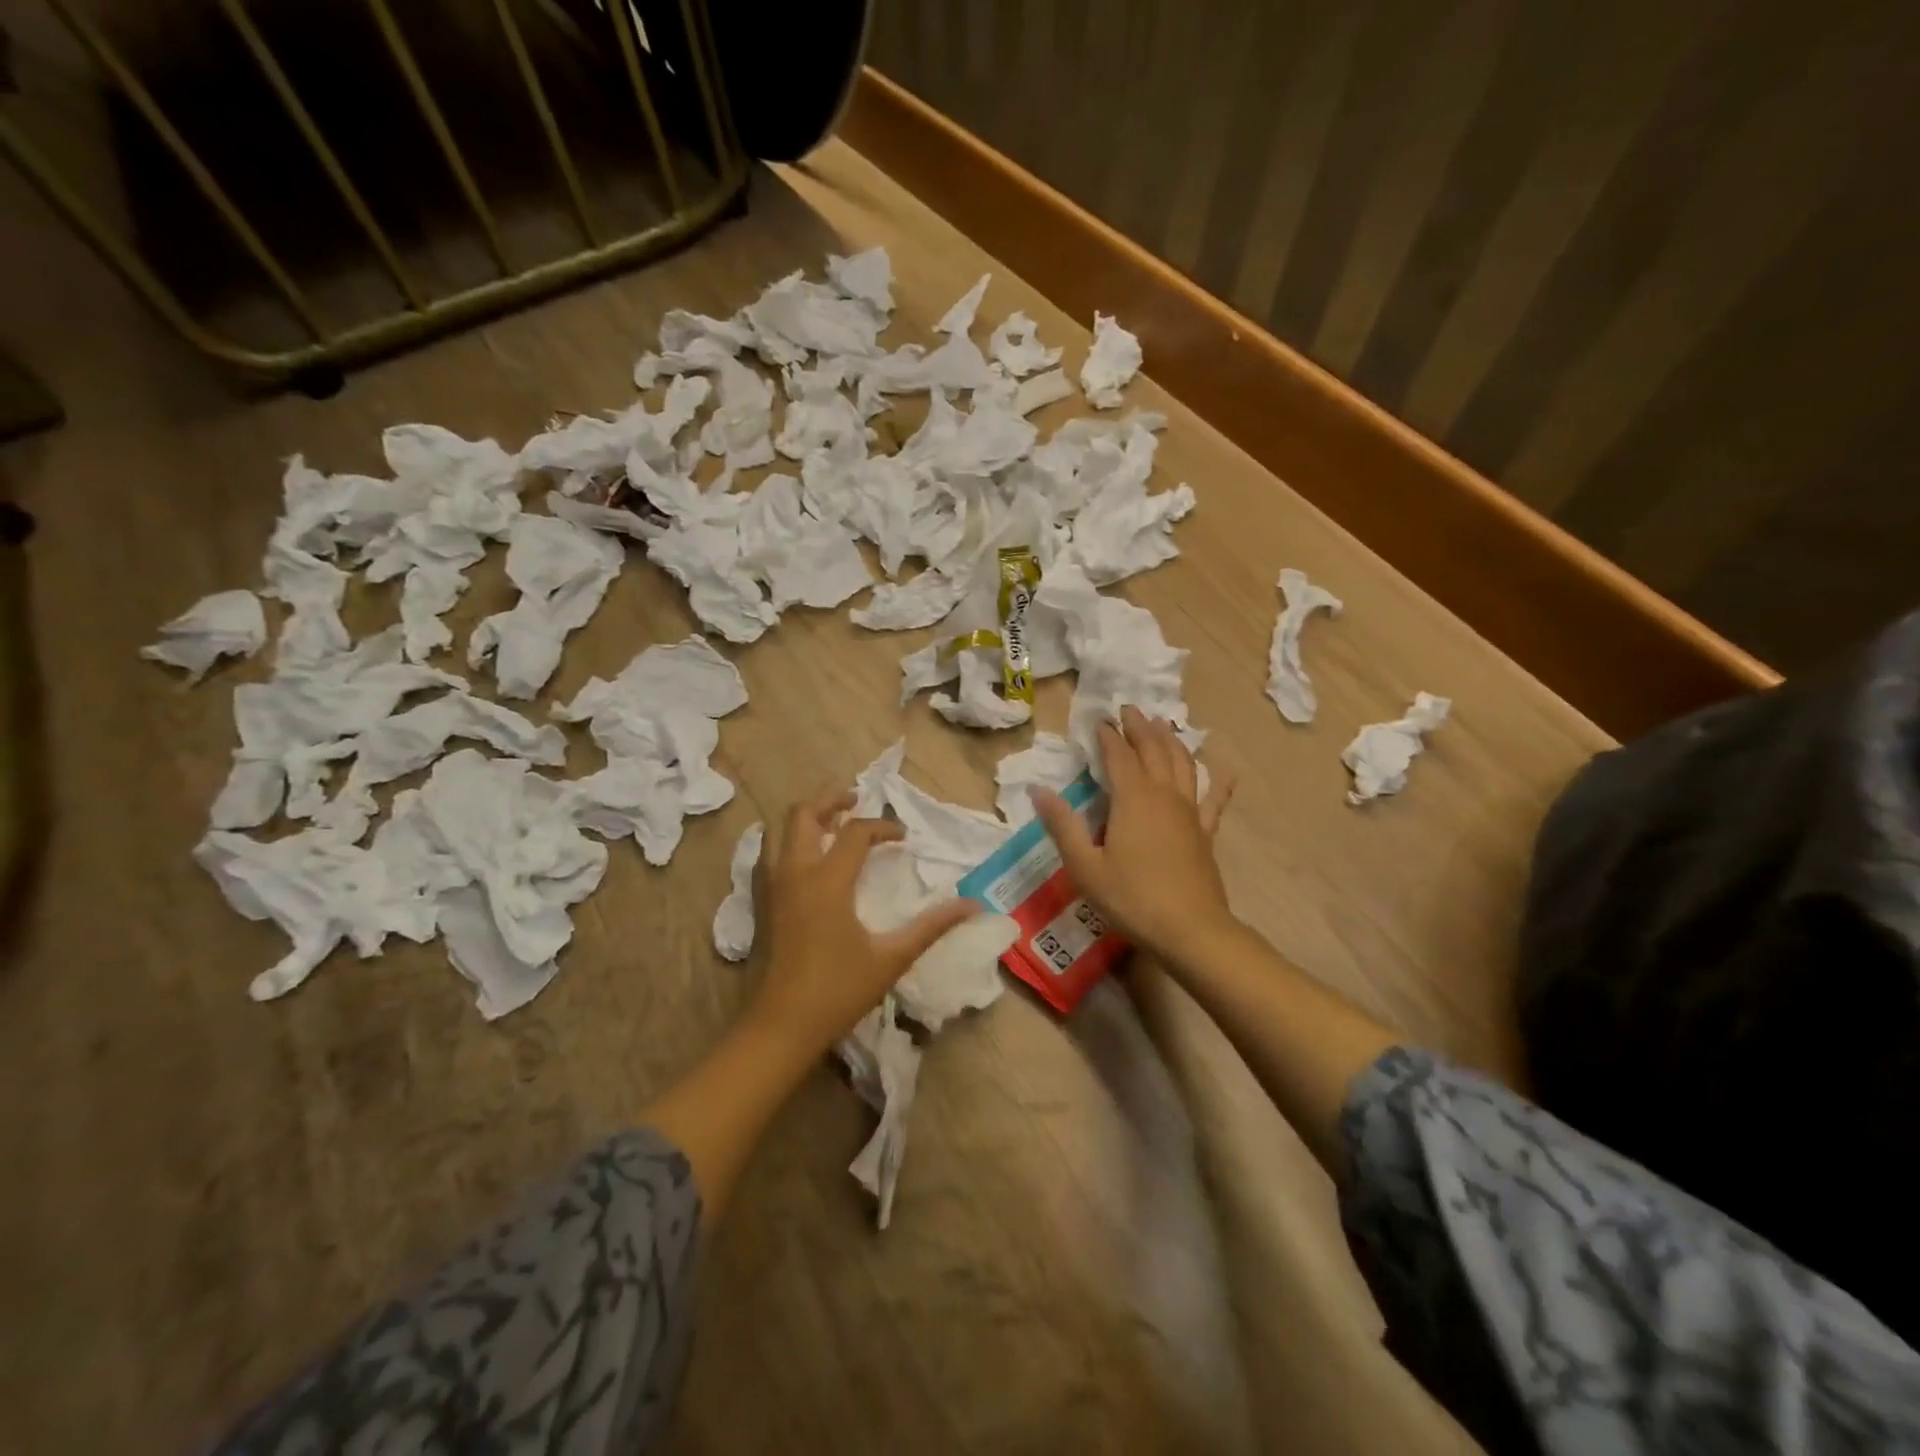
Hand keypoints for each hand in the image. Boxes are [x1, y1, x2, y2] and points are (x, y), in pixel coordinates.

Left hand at [748, 787, 976, 1055]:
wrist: (779, 1027)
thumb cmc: (837, 991)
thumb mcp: (891, 958)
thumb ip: (932, 926)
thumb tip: (972, 905)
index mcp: (827, 880)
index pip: (857, 832)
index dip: (884, 827)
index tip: (903, 838)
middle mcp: (794, 872)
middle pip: (804, 813)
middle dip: (830, 799)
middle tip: (855, 802)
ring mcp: (771, 886)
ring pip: (778, 828)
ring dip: (805, 817)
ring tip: (831, 822)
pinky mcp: (759, 902)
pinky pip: (767, 853)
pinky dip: (786, 840)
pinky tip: (805, 857)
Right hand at [1031, 706, 1236, 961]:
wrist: (1191, 930)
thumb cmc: (1132, 898)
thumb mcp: (1085, 866)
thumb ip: (1062, 825)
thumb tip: (1038, 789)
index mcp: (1133, 799)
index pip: (1118, 756)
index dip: (1108, 735)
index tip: (1099, 719)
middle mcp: (1164, 796)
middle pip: (1154, 751)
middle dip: (1140, 727)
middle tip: (1130, 709)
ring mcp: (1189, 813)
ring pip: (1183, 765)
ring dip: (1171, 741)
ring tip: (1163, 725)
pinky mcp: (1205, 833)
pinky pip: (1215, 801)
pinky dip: (1219, 783)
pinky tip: (1226, 772)